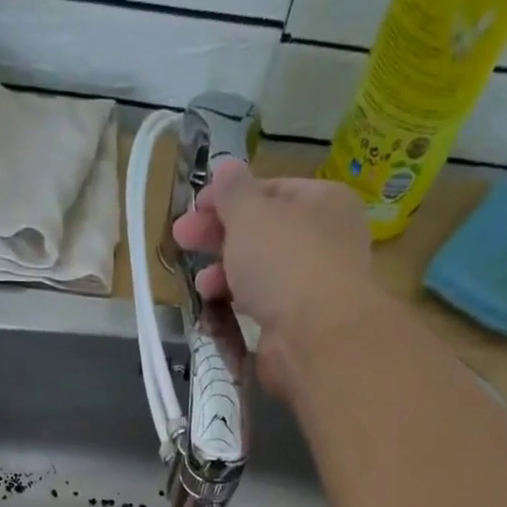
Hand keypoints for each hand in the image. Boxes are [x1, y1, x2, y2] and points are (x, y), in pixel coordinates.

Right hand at [171, 161, 379, 398]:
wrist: (314, 337)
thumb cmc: (284, 261)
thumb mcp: (250, 214)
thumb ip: (233, 191)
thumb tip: (226, 168)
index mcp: (323, 202)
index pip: (271, 190)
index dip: (230, 197)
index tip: (194, 207)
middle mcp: (324, 241)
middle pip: (263, 233)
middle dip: (219, 237)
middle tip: (181, 240)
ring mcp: (312, 287)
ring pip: (260, 273)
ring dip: (225, 274)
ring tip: (200, 284)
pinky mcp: (297, 326)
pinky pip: (261, 308)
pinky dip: (237, 306)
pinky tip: (215, 311)